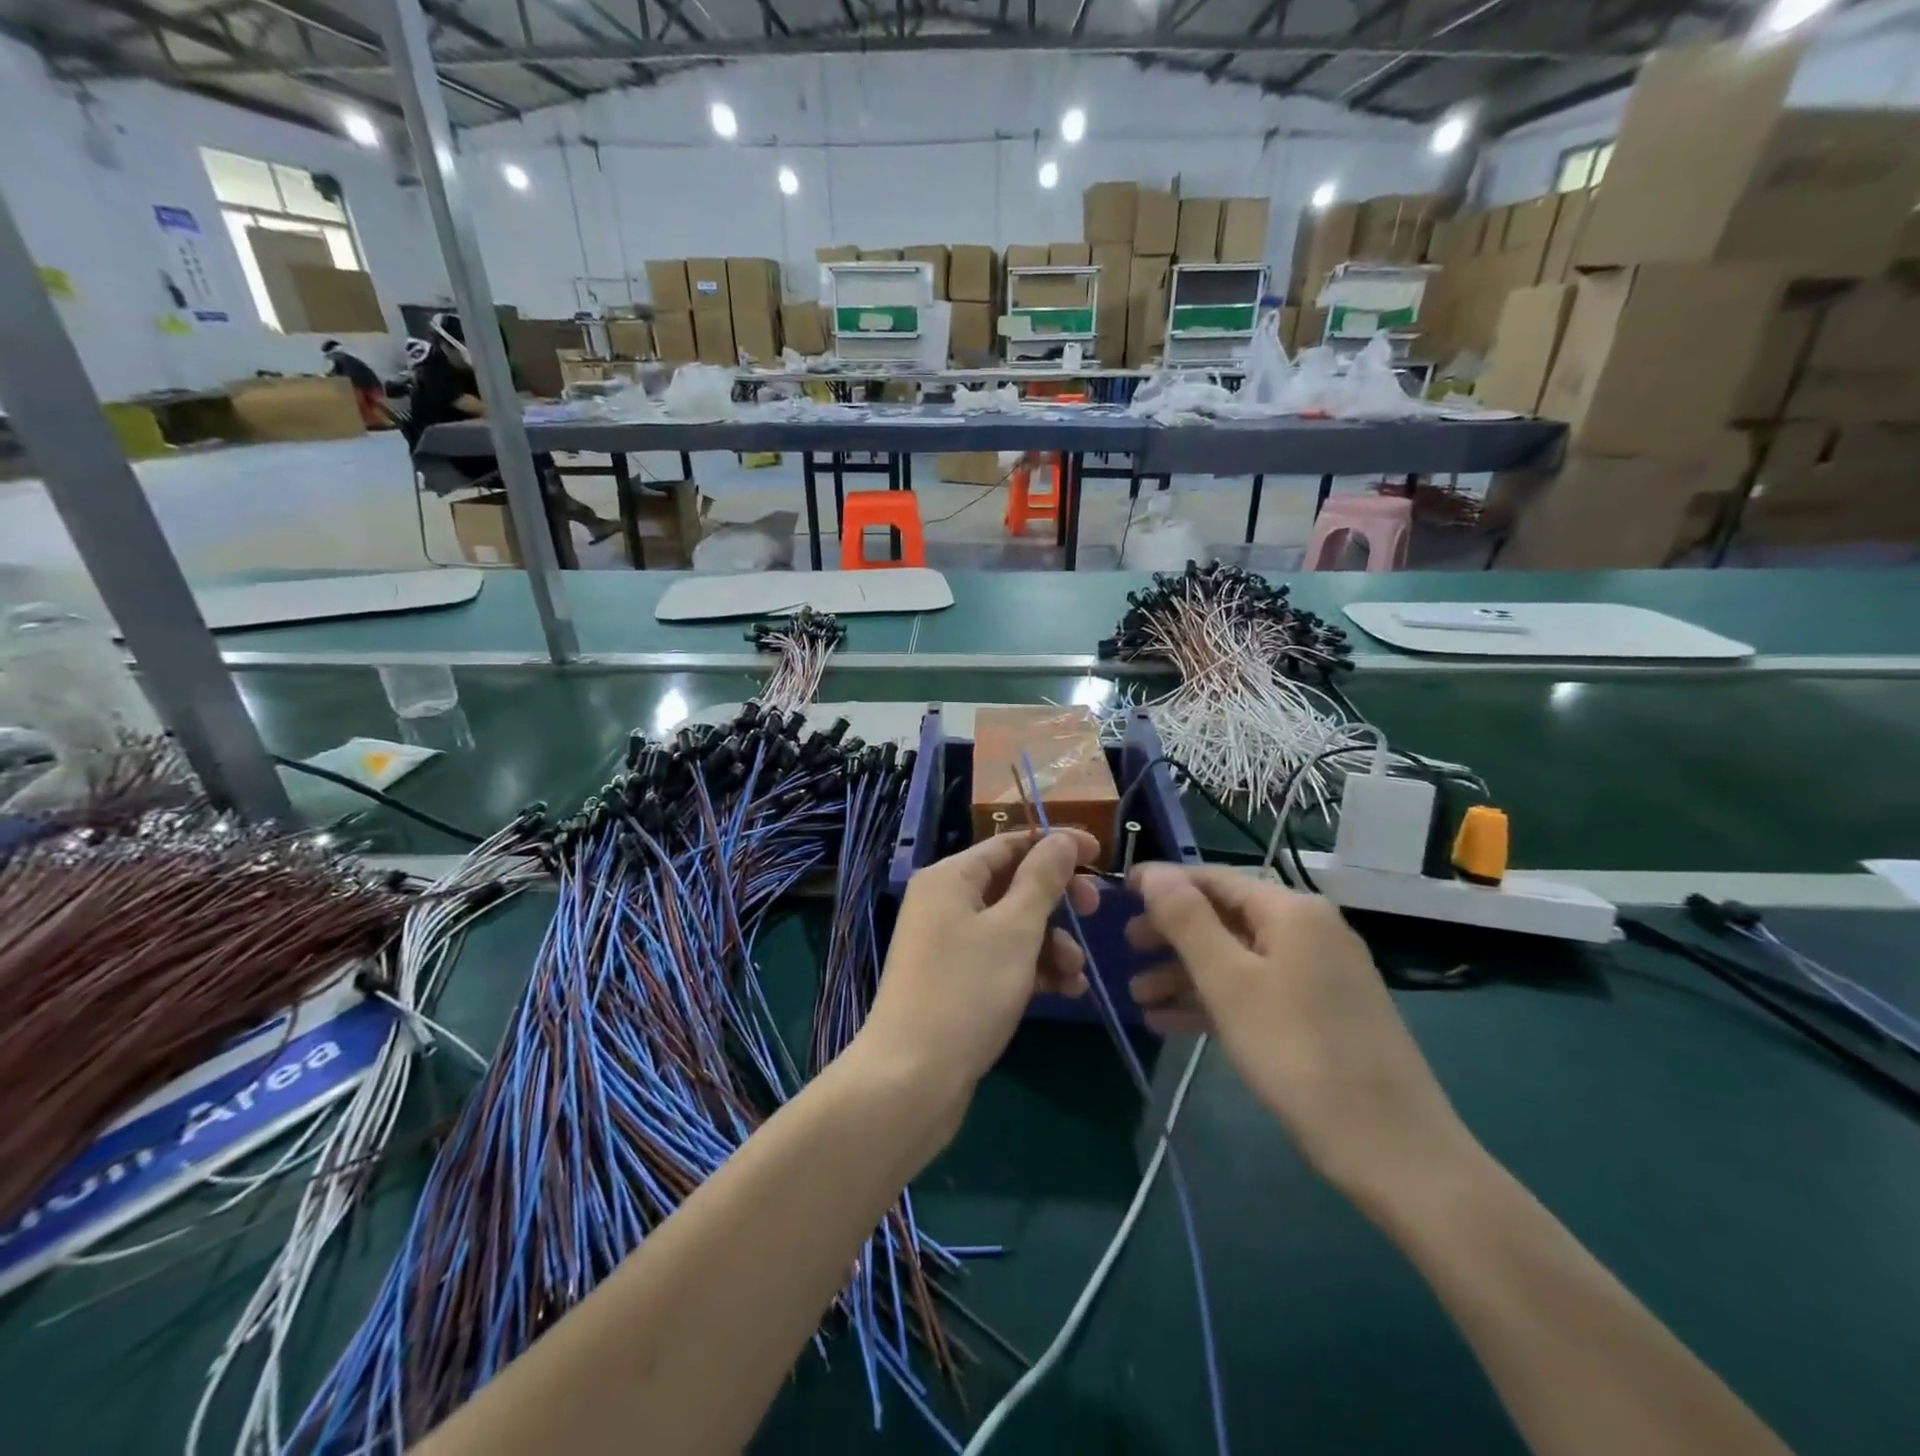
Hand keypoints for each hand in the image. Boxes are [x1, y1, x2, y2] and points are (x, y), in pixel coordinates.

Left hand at [855, 830, 1098, 1116]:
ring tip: (1077, 974)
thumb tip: (1062, 839)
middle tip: (1095, 913)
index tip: (1101, 855)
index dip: (1056, 845)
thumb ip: (1042, 880)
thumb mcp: (1015, 930)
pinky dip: (1033, 968)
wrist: (912, 1080)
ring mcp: (948, 943)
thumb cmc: (966, 992)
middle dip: (1058, 900)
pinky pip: (1002, 958)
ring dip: (1052, 942)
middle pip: (1013, 883)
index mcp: (950, 877)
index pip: (1010, 843)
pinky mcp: (956, 980)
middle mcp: (945, 902)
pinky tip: (1066, 991)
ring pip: (1013, 925)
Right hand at [1126, 864, 1481, 1207]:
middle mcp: (1310, 930)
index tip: (1120, 895)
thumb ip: (1187, 921)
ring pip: (1238, 959)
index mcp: (1291, 910)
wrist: (1395, 1151)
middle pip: (1225, 918)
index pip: (1215, 879)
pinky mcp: (1323, 1014)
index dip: (1165, 885)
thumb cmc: (1299, 1053)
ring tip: (1138, 999)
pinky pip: (1258, 991)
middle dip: (1171, 935)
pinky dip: (1216, 1001)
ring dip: (1186, 975)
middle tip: (1125, 952)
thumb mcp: (1229, 982)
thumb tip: (1153, 872)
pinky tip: (1172, 1024)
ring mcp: (1320, 974)